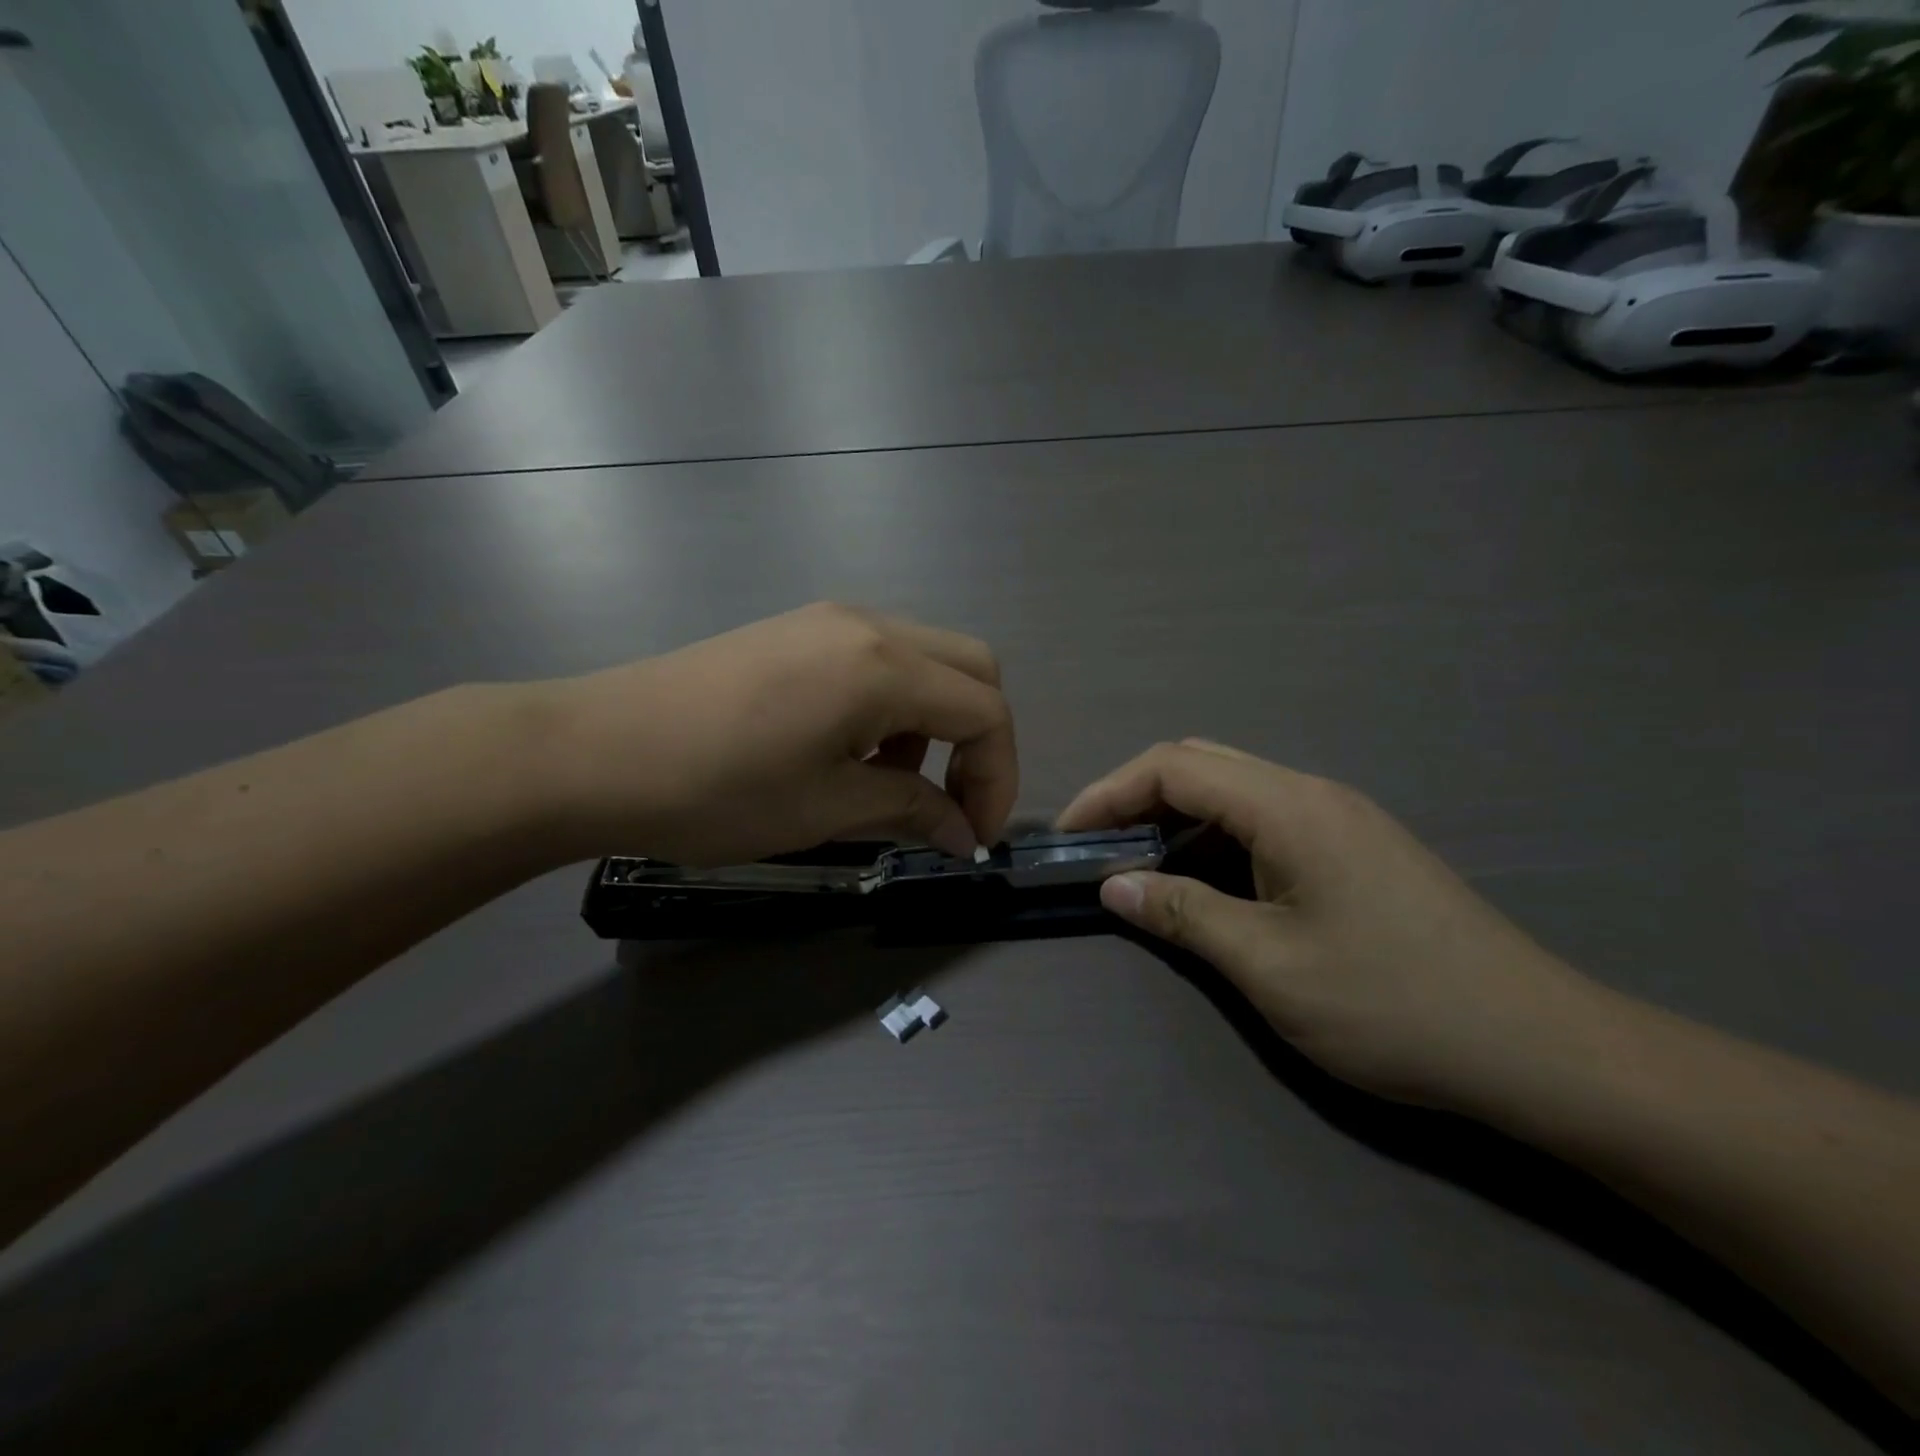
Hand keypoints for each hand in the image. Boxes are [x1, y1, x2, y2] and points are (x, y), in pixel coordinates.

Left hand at [539, 604, 1017, 866]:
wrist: (591, 752)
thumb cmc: (715, 788)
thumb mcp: (826, 807)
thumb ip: (911, 810)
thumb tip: (964, 834)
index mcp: (883, 666)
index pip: (986, 710)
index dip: (998, 777)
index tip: (976, 835)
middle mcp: (868, 625)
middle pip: (972, 668)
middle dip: (980, 741)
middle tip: (953, 803)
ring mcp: (829, 621)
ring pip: (927, 660)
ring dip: (936, 723)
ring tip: (892, 784)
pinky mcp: (798, 631)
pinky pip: (879, 659)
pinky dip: (895, 707)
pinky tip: (851, 751)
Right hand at [1058, 741, 1597, 1110]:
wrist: (1539, 1047)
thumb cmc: (1393, 1004)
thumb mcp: (1269, 965)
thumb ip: (1183, 914)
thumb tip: (1115, 885)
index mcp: (1289, 806)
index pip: (1173, 766)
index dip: (1108, 792)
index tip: (1068, 834)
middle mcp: (1313, 794)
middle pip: (1202, 764)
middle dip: (1137, 797)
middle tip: (1099, 847)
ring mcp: (1340, 819)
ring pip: (1234, 791)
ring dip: (1177, 819)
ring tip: (1141, 867)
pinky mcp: (1355, 849)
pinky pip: (1265, 821)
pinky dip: (1217, 839)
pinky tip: (1207, 884)